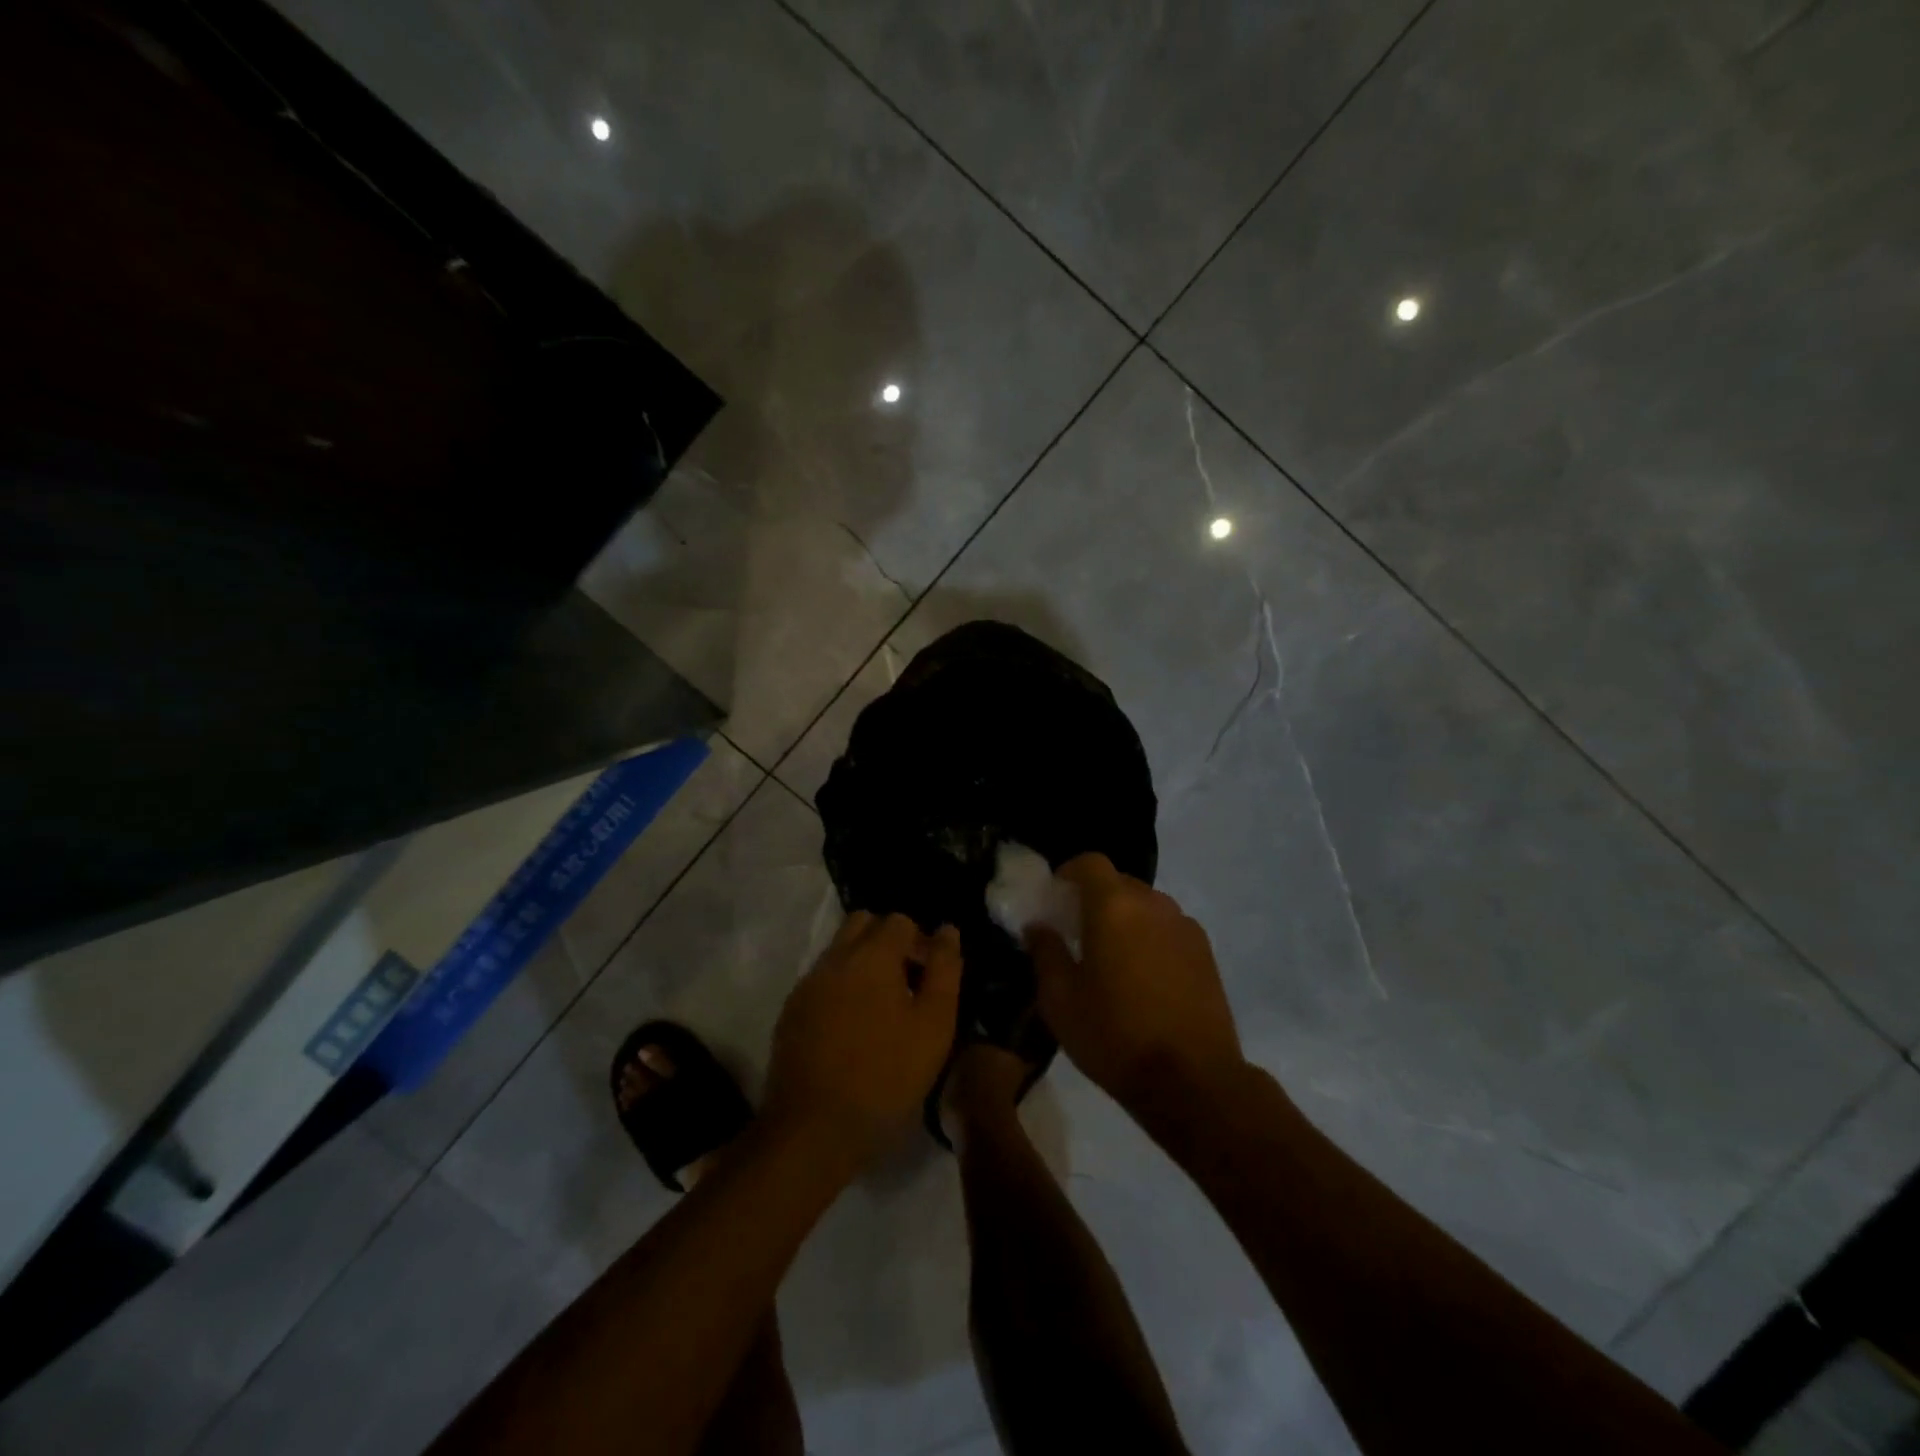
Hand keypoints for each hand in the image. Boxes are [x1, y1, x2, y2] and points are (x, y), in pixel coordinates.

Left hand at [763, 911, 961, 1167]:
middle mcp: (834, 958)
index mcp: (871, 954)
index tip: (930, 976)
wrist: (813, 1129)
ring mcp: (807, 985)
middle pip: (863, 924)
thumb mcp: (934, 1025)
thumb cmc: (886, 1076)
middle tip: (906, 982)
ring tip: (881, 1008)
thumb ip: (945, 970)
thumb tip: (947, 931)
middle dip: (887, 941)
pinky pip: (821, 981)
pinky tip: (852, 1028)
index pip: (899, 921)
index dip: (920, 941)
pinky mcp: (790, 1013)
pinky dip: (841, 988)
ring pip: (839, 951)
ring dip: (862, 964)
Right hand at [1028, 854, 1242, 1109]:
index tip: (1055, 898)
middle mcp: (1153, 904)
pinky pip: (1168, 929)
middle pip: (1119, 882)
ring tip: (1112, 958)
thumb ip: (1045, 952)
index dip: (1069, 872)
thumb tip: (1038, 926)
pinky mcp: (1206, 953)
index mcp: (1114, 906)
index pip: (1090, 863)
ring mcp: (1185, 927)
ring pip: (1146, 906)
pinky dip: (1150, 938)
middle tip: (1078, 932)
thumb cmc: (1114, 1035)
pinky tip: (1144, 978)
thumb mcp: (1060, 1000)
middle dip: (1095, 898)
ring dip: (1125, 919)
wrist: (1193, 1080)